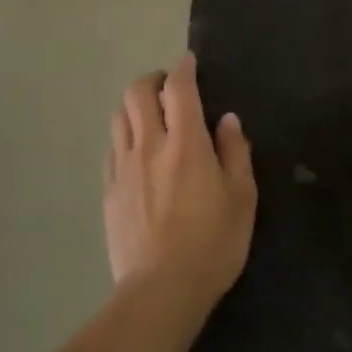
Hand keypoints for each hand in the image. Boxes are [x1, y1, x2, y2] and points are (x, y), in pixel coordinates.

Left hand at [104, 56, 256, 308]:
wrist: (162, 289)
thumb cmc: (213, 243)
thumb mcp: (242, 197)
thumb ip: (235, 152)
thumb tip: (227, 120)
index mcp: (186, 143)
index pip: (179, 89)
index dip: (183, 69)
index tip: (188, 62)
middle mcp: (149, 146)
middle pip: (136, 94)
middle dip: (152, 80)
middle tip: (167, 88)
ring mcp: (123, 168)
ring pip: (118, 118)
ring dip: (134, 107)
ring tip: (150, 118)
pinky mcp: (108, 192)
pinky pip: (111, 150)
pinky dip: (124, 138)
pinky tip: (136, 153)